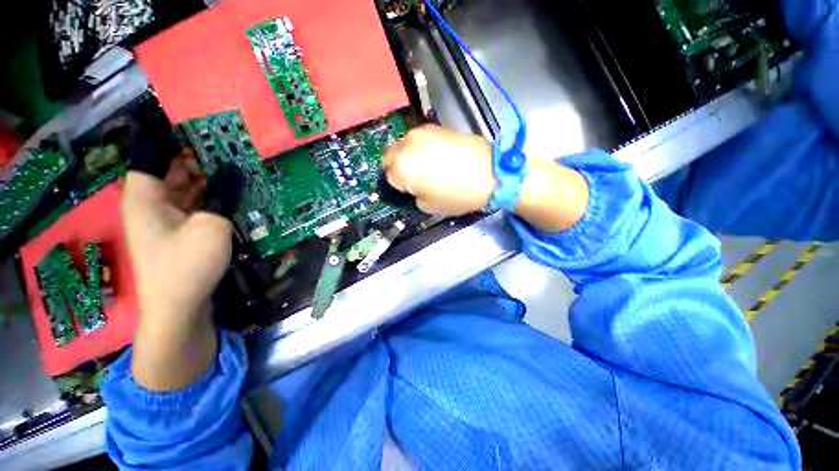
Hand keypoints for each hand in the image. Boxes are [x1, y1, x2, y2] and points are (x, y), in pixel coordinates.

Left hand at [123, 121, 241, 390]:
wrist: (180, 308)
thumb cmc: (186, 265)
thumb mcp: (211, 225)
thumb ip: (223, 195)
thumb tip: (235, 171)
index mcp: (145, 194)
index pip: (150, 151)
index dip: (170, 133)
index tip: (197, 120)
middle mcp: (152, 201)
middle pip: (172, 167)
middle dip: (197, 153)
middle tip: (229, 140)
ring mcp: (167, 217)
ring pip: (187, 185)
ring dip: (209, 175)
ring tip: (237, 160)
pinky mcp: (183, 230)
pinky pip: (196, 203)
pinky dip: (213, 194)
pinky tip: (233, 188)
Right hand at [385, 124, 588, 231]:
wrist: (490, 171)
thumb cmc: (458, 194)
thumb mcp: (429, 206)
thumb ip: (413, 195)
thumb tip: (412, 188)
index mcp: (402, 168)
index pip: (389, 178)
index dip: (399, 187)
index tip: (409, 191)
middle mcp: (406, 146)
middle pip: (390, 158)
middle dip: (398, 168)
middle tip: (414, 179)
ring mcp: (421, 133)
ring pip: (403, 146)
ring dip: (408, 157)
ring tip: (426, 167)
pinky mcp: (435, 127)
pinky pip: (419, 139)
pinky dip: (421, 148)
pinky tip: (436, 156)